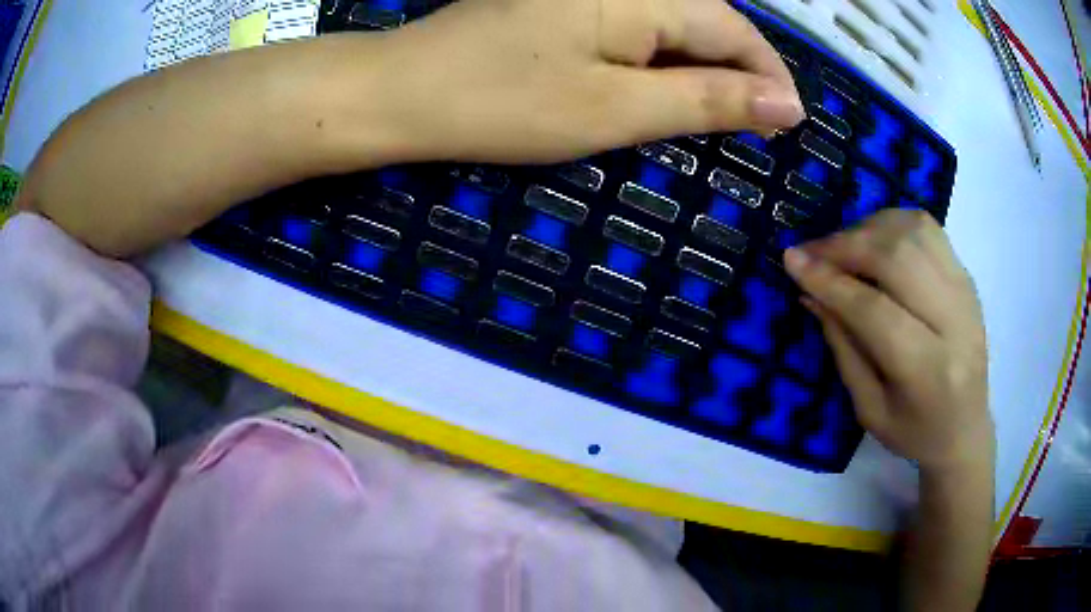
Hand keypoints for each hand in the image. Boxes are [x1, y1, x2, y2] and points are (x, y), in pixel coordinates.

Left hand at [373, 0, 803, 162]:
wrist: (403, 91)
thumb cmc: (504, 102)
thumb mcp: (617, 109)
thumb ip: (708, 102)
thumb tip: (786, 106)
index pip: (737, 30)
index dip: (769, 77)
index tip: (788, 125)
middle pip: (707, 23)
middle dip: (736, 75)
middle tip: (750, 130)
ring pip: (672, 27)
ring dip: (698, 71)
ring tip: (711, 117)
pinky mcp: (564, 5)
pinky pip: (634, 27)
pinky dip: (656, 62)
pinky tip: (654, 90)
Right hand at [783, 210, 992, 474]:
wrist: (967, 428)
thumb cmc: (915, 433)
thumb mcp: (869, 408)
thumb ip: (843, 348)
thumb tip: (811, 293)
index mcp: (928, 371)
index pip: (874, 311)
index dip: (830, 281)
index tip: (792, 260)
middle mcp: (954, 322)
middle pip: (897, 259)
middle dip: (846, 246)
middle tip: (812, 251)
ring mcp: (965, 292)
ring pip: (913, 232)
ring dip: (868, 228)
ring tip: (842, 246)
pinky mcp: (967, 277)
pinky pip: (928, 230)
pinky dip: (893, 223)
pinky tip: (874, 238)